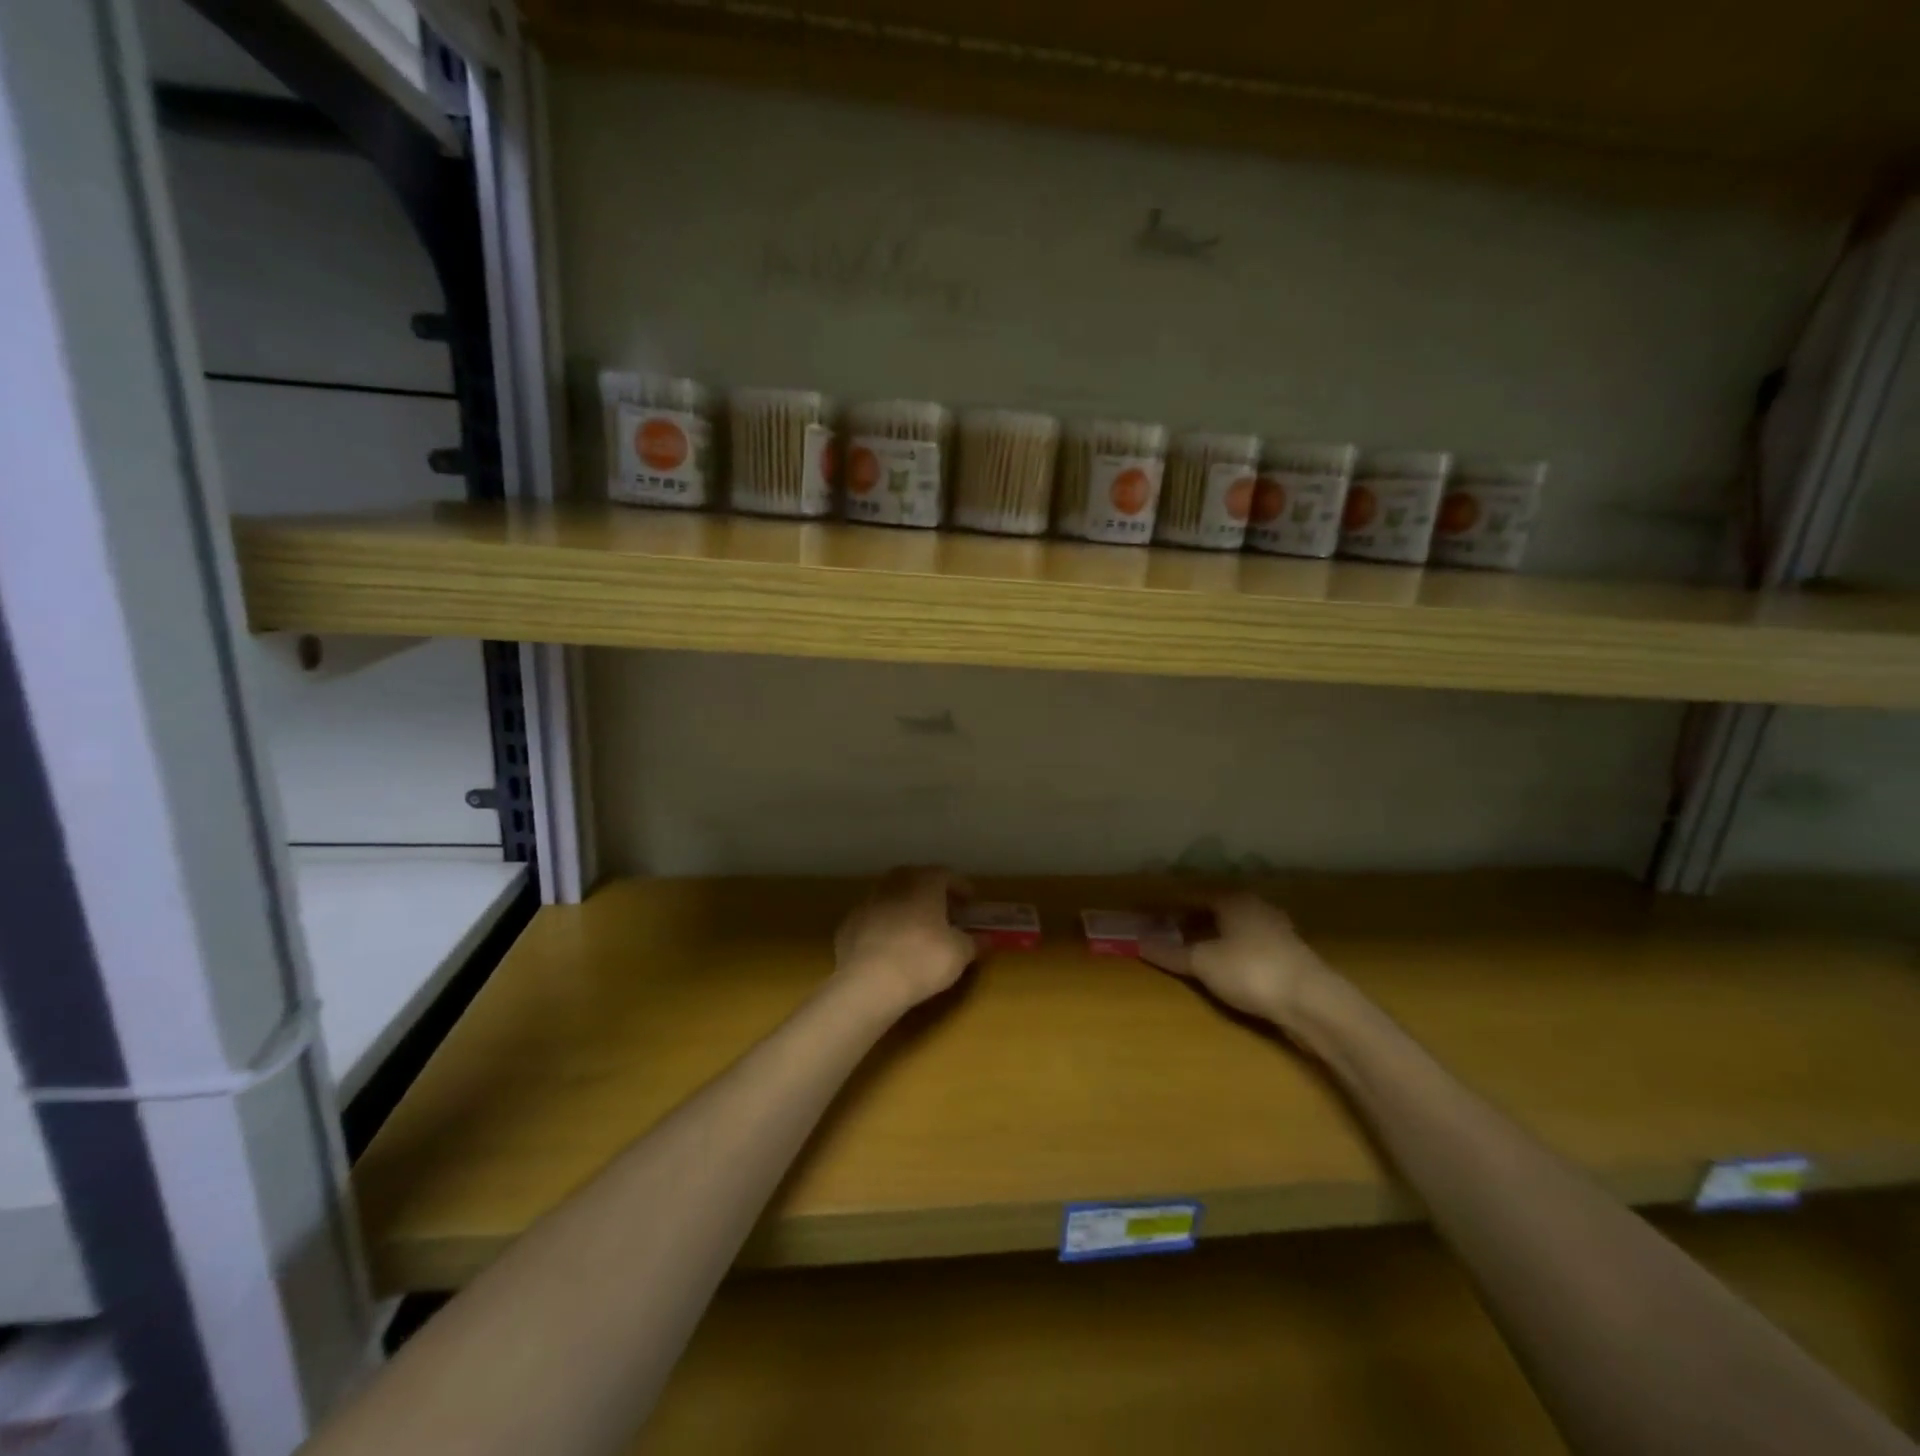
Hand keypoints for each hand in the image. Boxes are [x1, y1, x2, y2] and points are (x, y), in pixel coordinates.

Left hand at [833, 867, 977, 1014]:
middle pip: (916, 880)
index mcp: (923, 882)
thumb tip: (986, 939)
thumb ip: (974, 942)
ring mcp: (867, 903)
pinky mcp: (848, 925)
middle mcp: (893, 884)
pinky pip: (873, 920)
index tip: (971, 903)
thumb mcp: (960, 953)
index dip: (961, 887)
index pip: (946, 875)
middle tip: (944, 912)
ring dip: (905, 908)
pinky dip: (885, 927)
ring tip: (917, 930)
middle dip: (931, 893)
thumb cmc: (923, 959)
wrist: (867, 983)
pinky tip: (891, 947)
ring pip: (891, 898)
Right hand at [1137, 891, 1338, 1026]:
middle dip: (1188, 921)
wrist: (1313, 1002)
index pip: (1191, 895)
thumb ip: (1170, 953)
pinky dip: (1229, 951)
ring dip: (1209, 937)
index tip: (1146, 915)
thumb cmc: (1251, 971)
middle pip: (1213, 910)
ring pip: (1232, 928)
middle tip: (1163, 933)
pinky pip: (1247, 945)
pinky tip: (1222, 967)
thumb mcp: (1203, 963)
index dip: (1166, 906)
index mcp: (1232, 899)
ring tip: (1188, 952)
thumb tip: (1138, 943)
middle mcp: (1255, 906)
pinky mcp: (1288, 954)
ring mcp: (1276, 929)